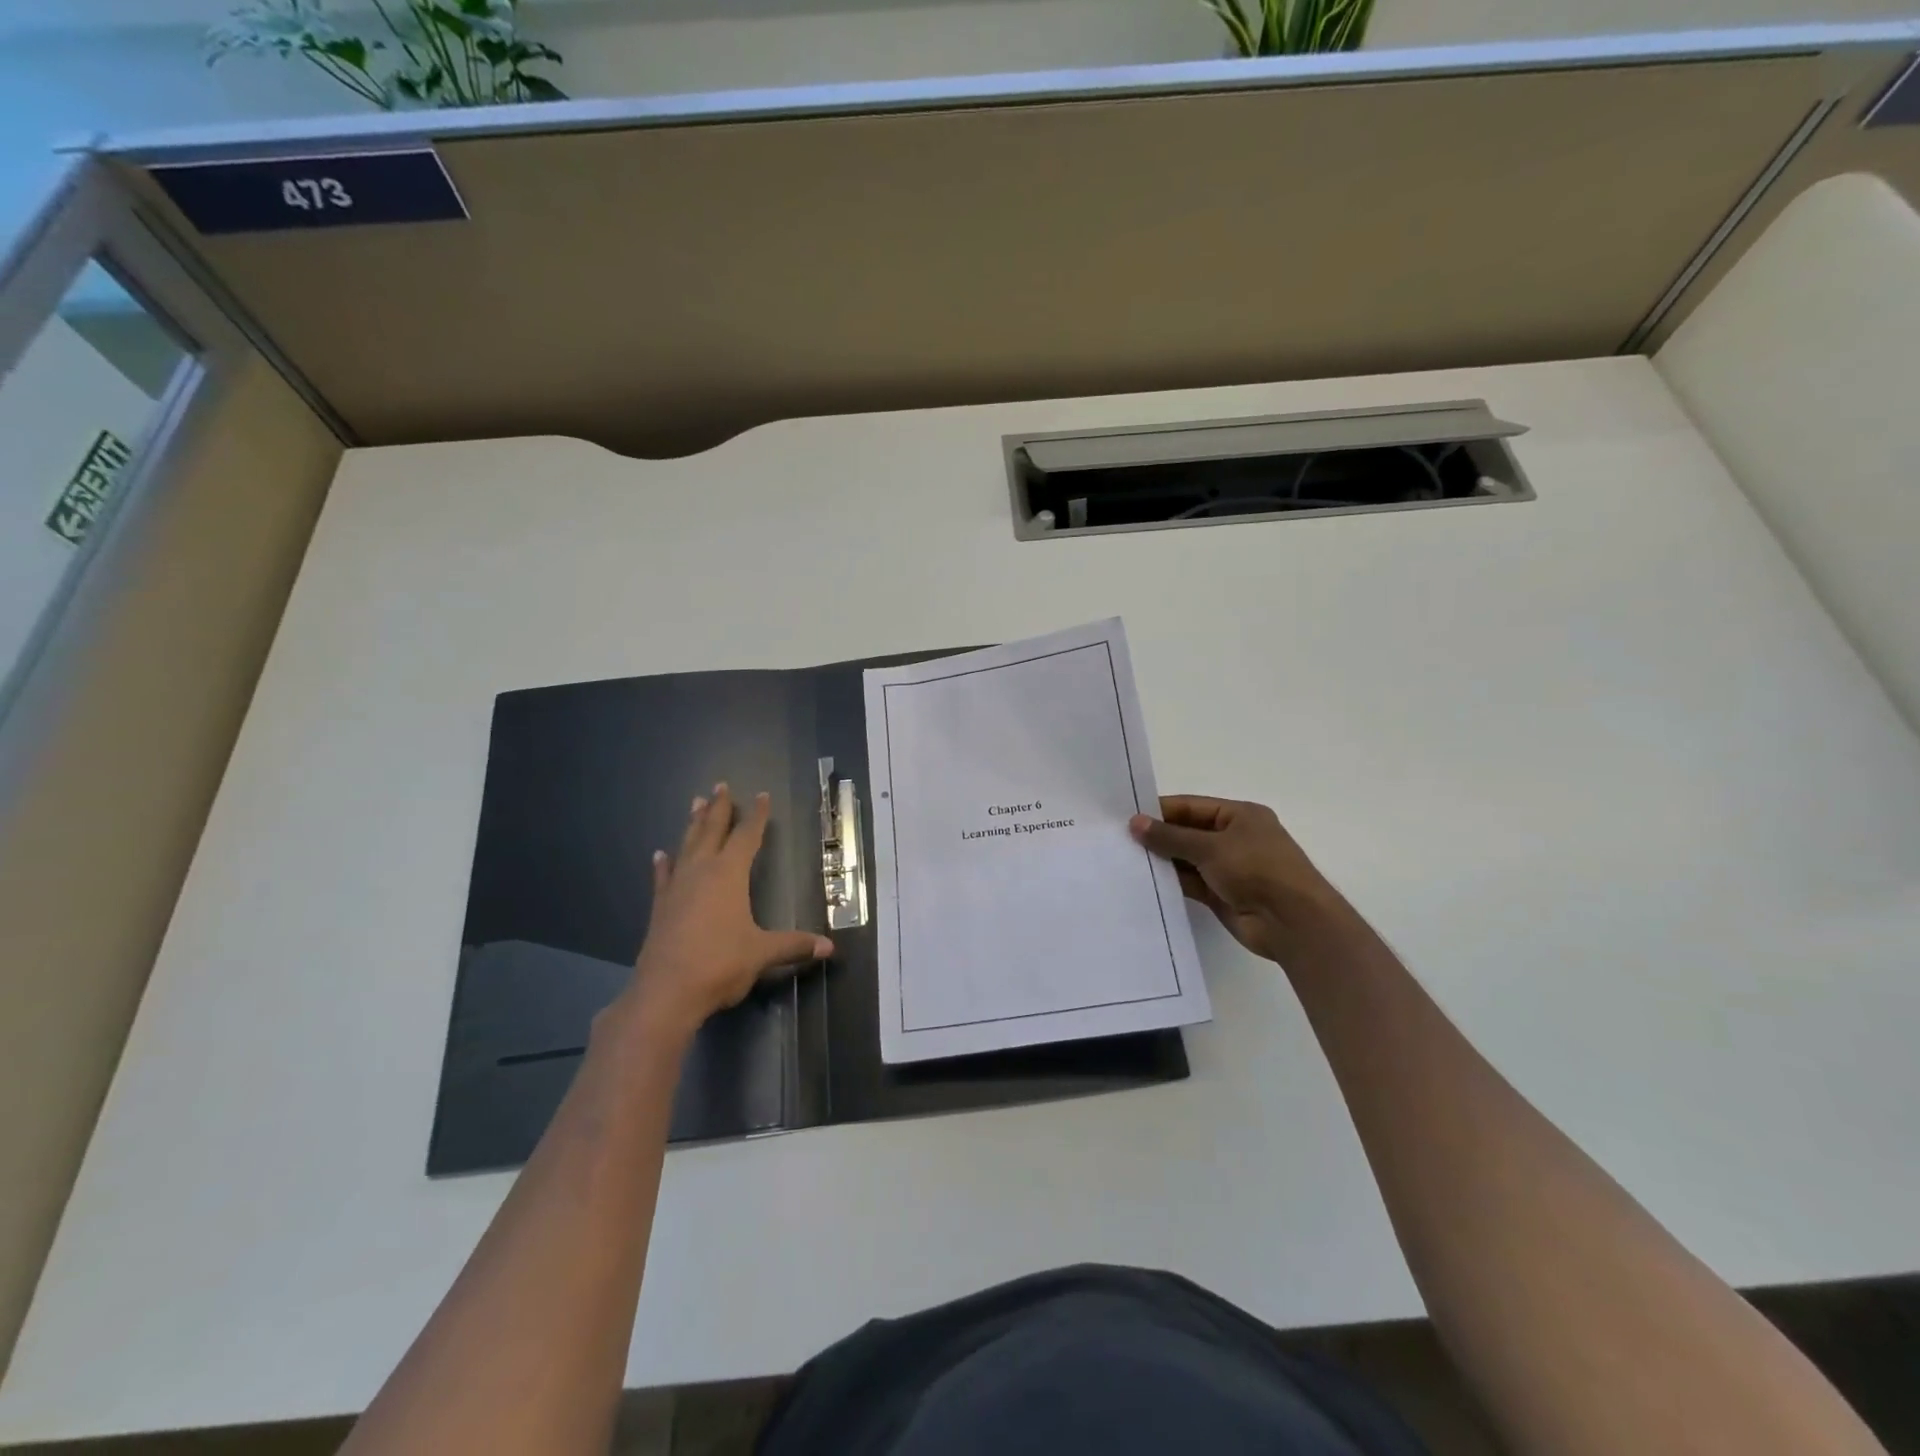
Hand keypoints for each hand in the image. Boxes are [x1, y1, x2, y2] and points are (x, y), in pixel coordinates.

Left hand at [624, 785, 832, 1041]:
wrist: (665, 993)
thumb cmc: (720, 965)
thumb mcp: (762, 953)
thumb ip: (794, 945)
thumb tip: (829, 947)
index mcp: (729, 875)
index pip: (746, 836)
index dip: (756, 816)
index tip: (761, 795)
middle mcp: (701, 873)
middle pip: (711, 831)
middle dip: (718, 808)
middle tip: (720, 785)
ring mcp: (677, 888)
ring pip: (687, 846)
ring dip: (693, 824)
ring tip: (695, 802)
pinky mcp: (660, 908)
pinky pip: (663, 877)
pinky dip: (664, 864)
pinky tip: (660, 854)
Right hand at [1129, 796, 1343, 963]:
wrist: (1292, 922)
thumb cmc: (1257, 869)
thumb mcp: (1211, 846)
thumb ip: (1170, 837)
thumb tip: (1135, 823)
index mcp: (1240, 815)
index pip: (1192, 807)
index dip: (1161, 811)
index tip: (1127, 817)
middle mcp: (1235, 838)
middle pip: (1188, 832)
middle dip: (1159, 836)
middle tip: (1119, 839)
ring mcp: (1229, 868)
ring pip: (1187, 859)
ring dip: (1163, 860)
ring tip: (1125, 860)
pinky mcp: (1222, 894)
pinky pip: (1191, 882)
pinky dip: (1172, 881)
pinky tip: (1144, 881)